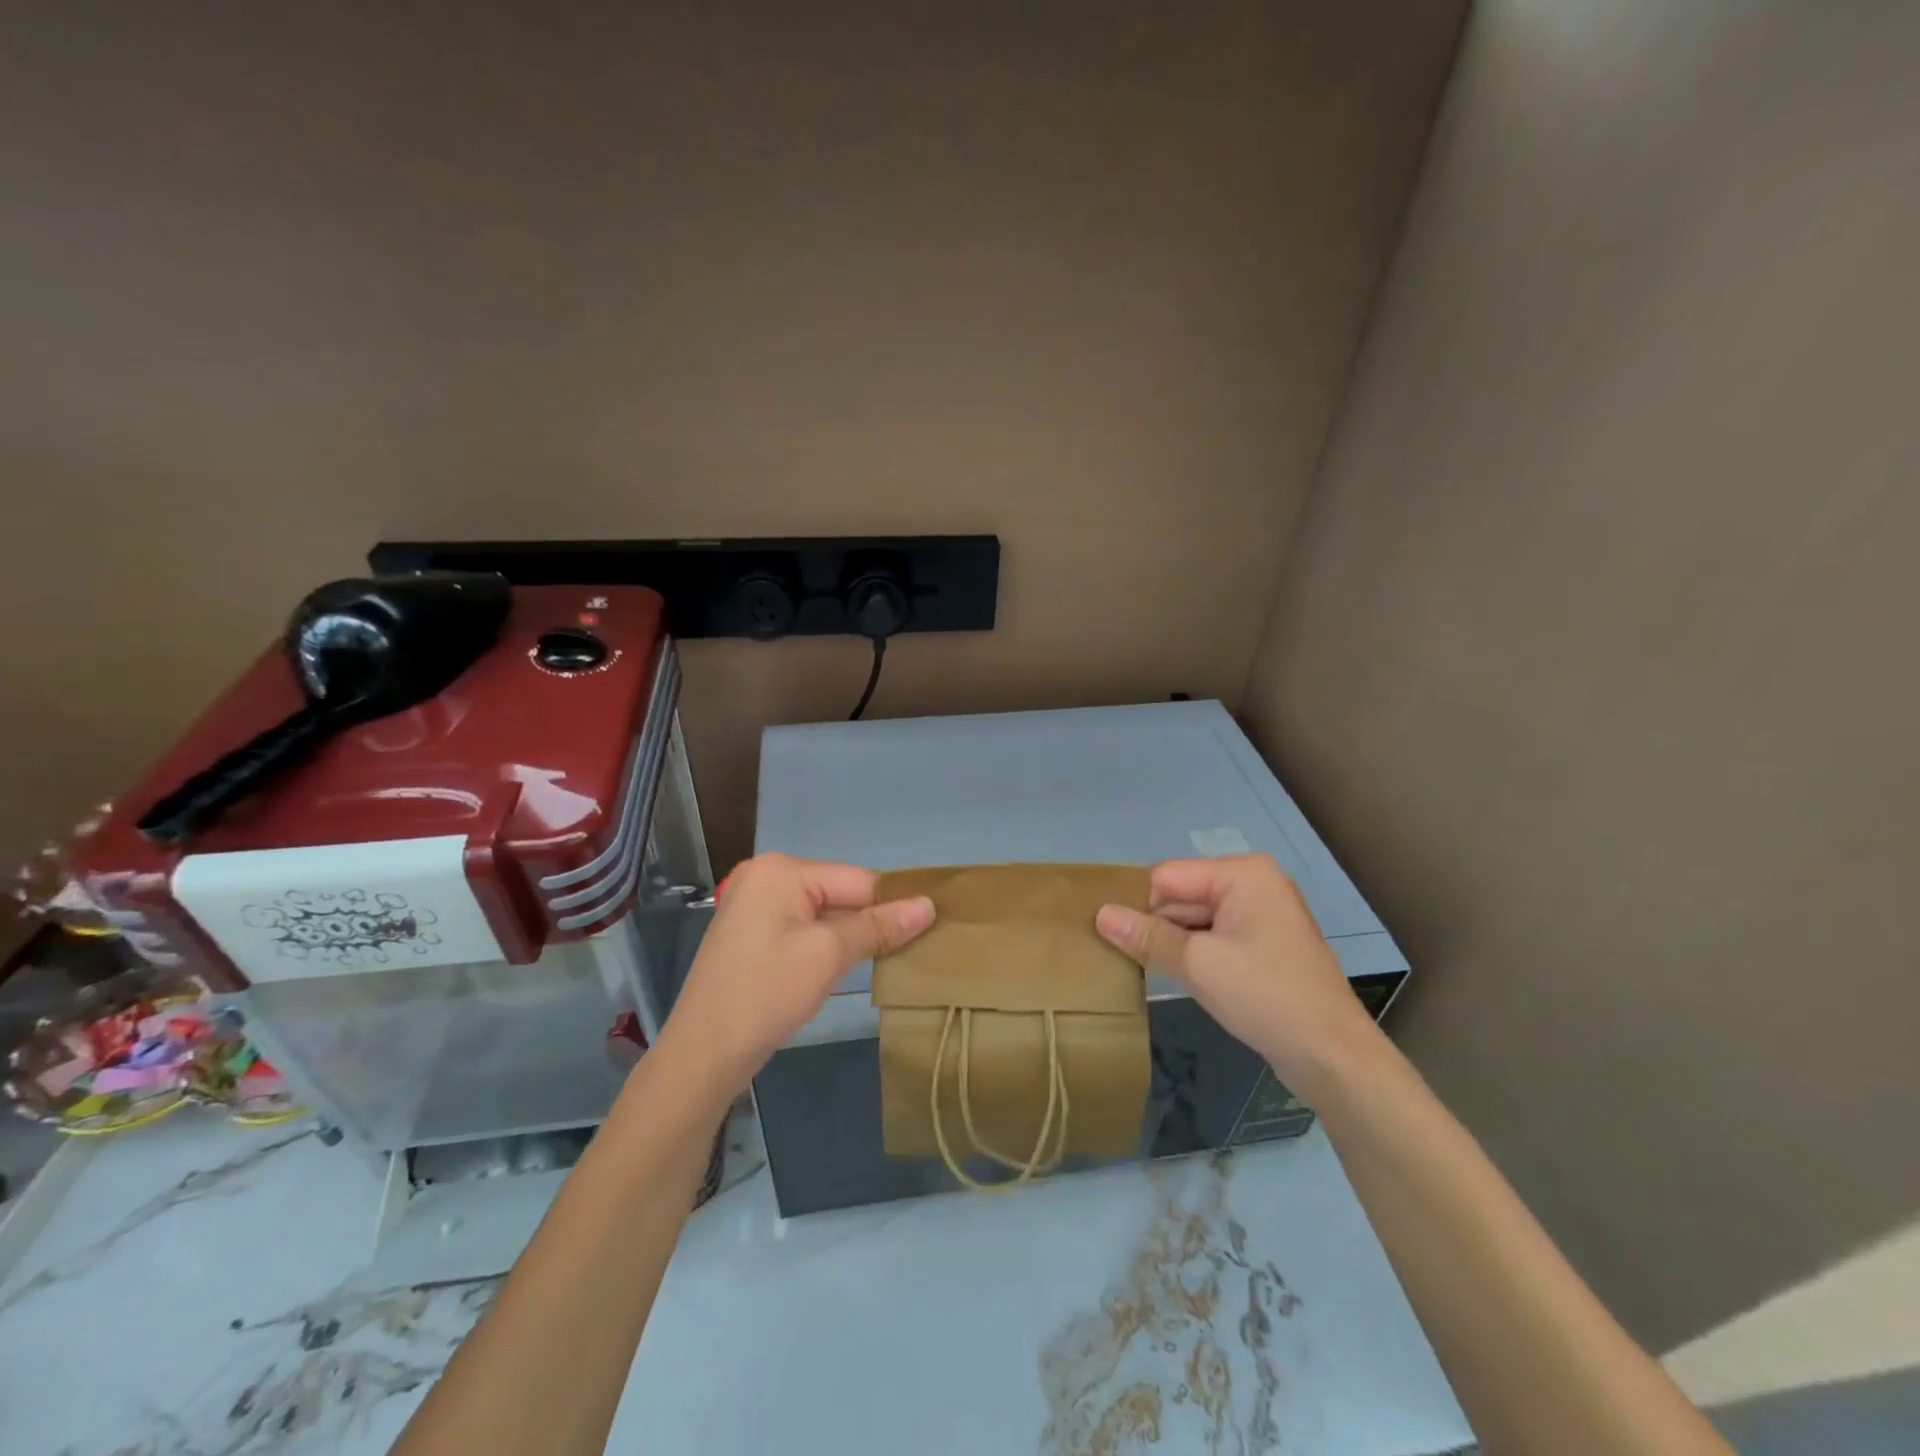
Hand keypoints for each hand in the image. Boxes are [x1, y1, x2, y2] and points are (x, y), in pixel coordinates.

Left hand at [653, 853, 935, 1105]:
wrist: (703, 1054)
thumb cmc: (767, 994)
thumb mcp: (829, 956)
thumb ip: (879, 926)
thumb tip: (929, 905)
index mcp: (782, 870)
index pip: (858, 879)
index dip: (892, 906)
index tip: (928, 931)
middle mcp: (766, 876)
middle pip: (841, 892)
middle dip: (869, 922)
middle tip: (906, 952)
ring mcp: (755, 904)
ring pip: (824, 912)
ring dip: (850, 935)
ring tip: (882, 960)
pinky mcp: (752, 932)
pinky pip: (803, 927)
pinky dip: (826, 944)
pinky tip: (841, 966)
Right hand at [1095, 854, 1381, 1102]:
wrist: (1333, 1057)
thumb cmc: (1266, 997)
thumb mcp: (1198, 964)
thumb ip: (1147, 936)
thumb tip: (1100, 914)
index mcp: (1242, 874)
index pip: (1167, 876)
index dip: (1139, 905)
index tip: (1112, 937)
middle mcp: (1252, 884)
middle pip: (1181, 895)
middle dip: (1154, 925)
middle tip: (1121, 958)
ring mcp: (1260, 916)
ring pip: (1194, 919)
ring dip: (1171, 943)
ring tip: (1141, 969)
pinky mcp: (1262, 946)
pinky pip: (1213, 938)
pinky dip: (1192, 955)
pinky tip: (1174, 977)